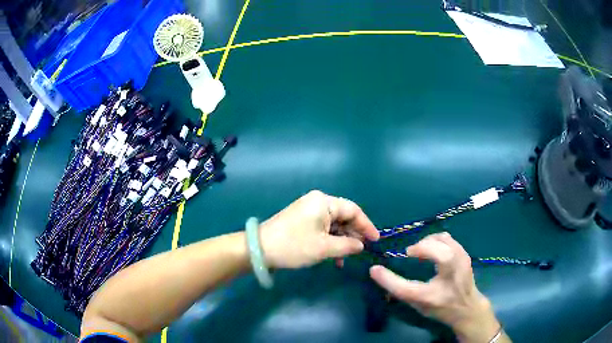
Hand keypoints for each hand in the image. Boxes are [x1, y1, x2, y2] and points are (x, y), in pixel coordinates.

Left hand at [259, 190, 379, 268]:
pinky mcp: (301, 220)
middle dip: (353, 235)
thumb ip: (348, 246)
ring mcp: (308, 210)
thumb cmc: (294, 246)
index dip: (366, 225)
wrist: (259, 249)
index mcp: (324, 202)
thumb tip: (361, 245)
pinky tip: (333, 256)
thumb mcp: (324, 248)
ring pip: (333, 225)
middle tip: (361, 251)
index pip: (353, 210)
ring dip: (341, 241)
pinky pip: (322, 228)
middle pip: (343, 217)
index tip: (375, 240)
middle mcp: (317, 202)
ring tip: (344, 259)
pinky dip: (329, 241)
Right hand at [370, 233, 501, 342]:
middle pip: (432, 251)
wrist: (467, 307)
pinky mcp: (464, 253)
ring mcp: (461, 261)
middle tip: (410, 255)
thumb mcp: (418, 303)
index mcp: (434, 295)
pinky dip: (437, 241)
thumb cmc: (440, 307)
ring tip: (422, 252)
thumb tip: (377, 271)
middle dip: (418, 248)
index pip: (406, 289)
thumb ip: (399, 288)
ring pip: (441, 239)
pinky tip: (434, 251)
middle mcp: (449, 276)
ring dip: (427, 243)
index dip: (388, 279)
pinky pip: (447, 239)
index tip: (375, 269)